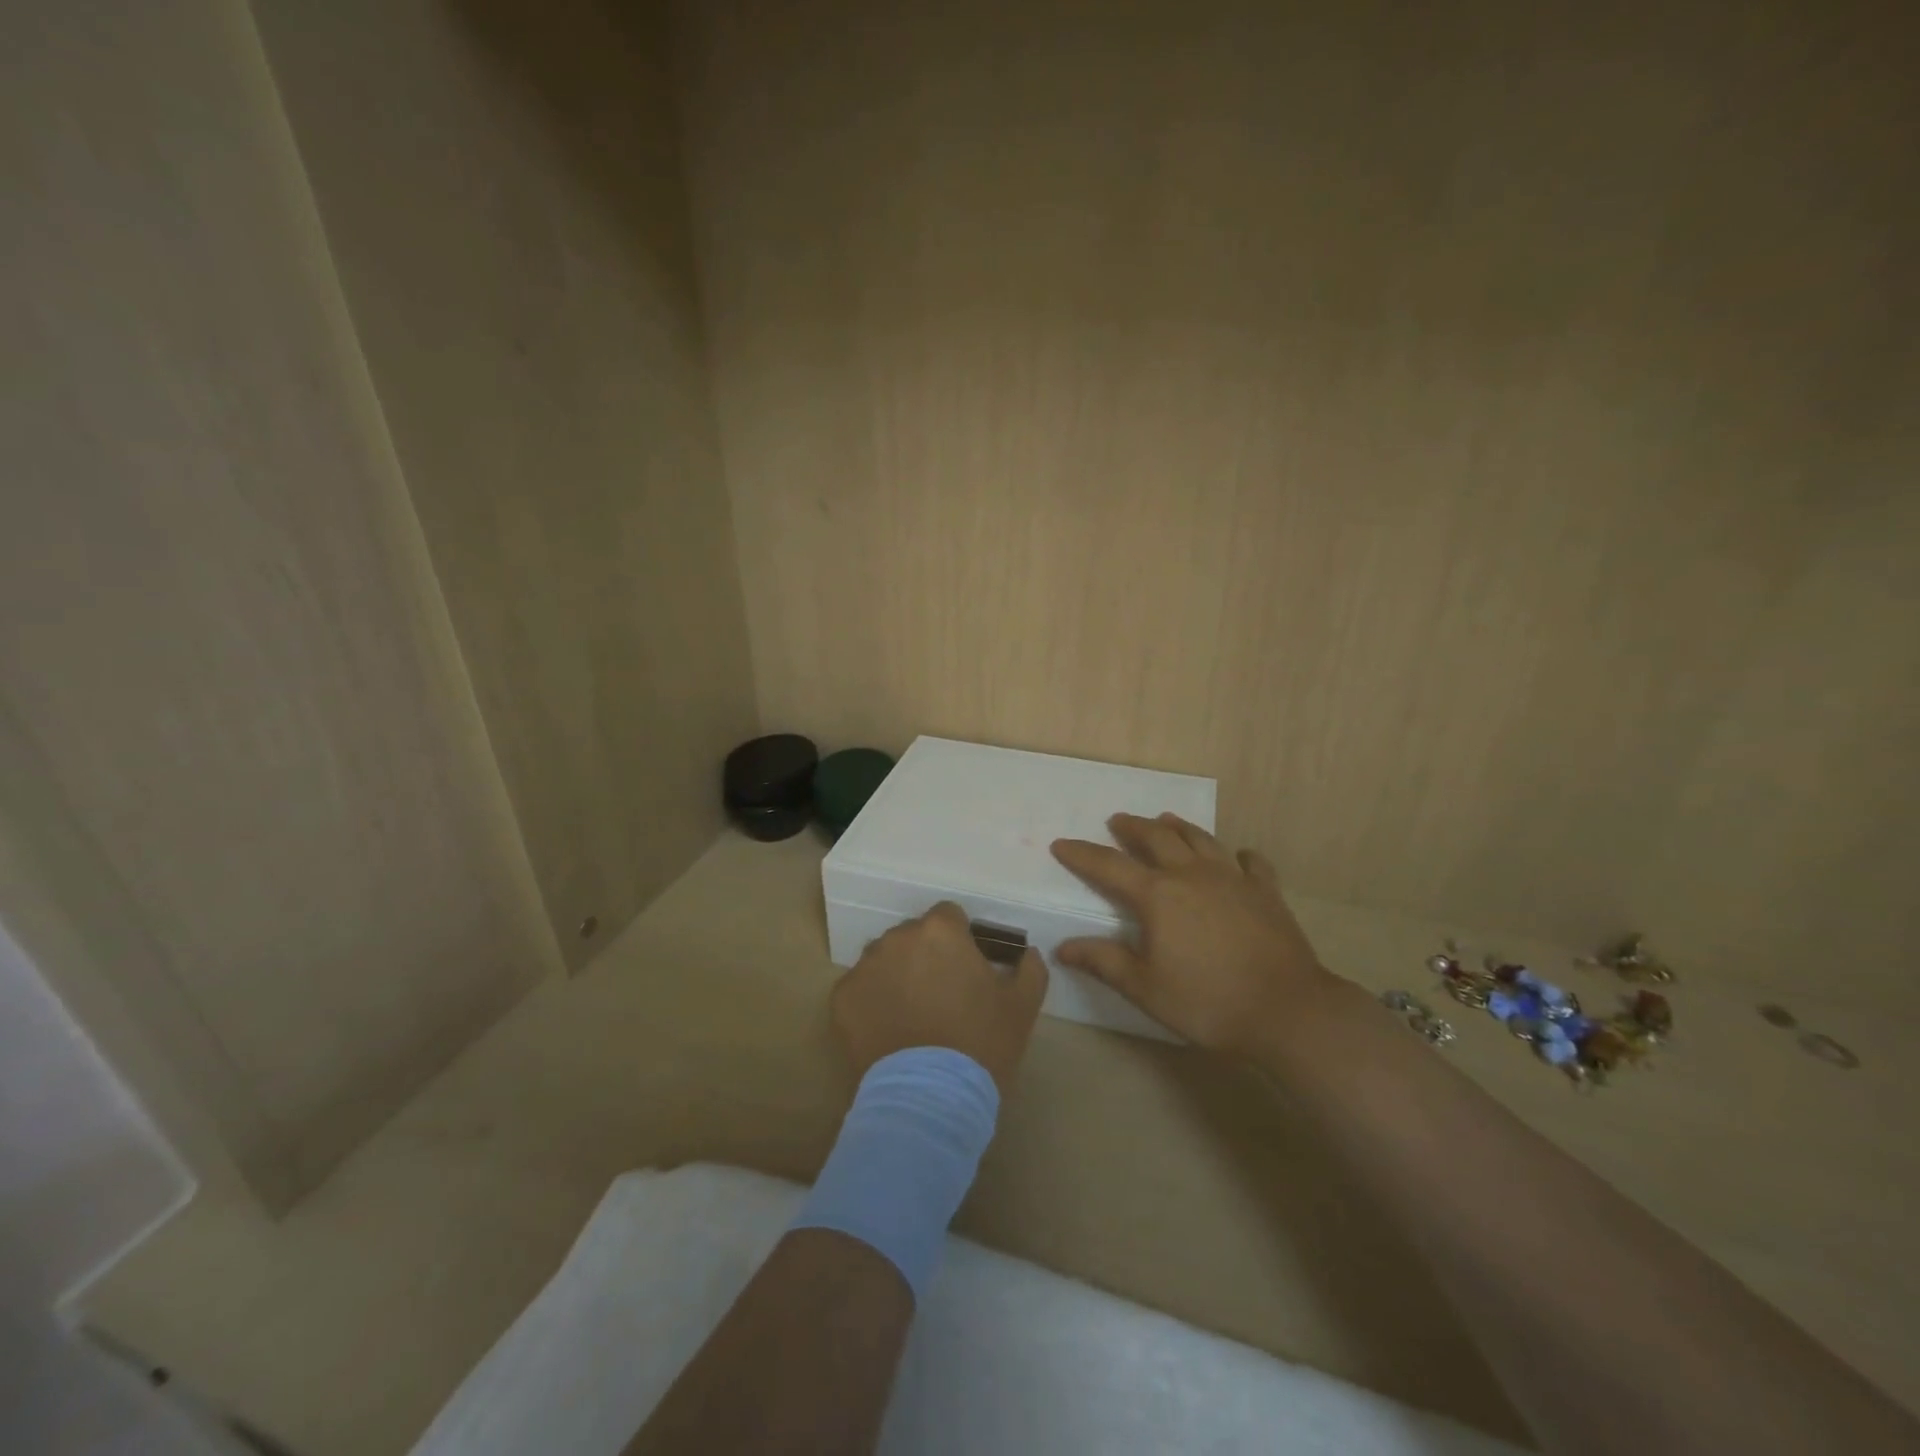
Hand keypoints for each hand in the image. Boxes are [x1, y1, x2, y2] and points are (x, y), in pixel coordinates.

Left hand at [832, 902, 1047, 1094]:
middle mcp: (898, 938)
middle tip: (940, 994)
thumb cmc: (981, 1044)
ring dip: (897, 975)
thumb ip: (1029, 969)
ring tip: (912, 1015)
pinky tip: (889, 1031)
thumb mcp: (1022, 1006)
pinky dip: (872, 1002)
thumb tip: (1028, 953)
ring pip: (884, 960)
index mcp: (941, 931)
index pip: (949, 916)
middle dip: (926, 956)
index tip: (965, 968)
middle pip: (913, 936)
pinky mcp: (842, 997)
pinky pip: (860, 988)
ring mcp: (866, 966)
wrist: (930, 1097)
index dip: (959, 939)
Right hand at [1050, 813, 1331, 1054]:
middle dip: (1133, 827)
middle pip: (1157, 837)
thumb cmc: (1207, 1002)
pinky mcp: (1266, 892)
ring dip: (1179, 827)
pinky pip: (1251, 862)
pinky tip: (1238, 857)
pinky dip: (1239, 855)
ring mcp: (1233, 879)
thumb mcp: (1145, 988)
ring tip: (1166, 820)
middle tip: (1118, 821)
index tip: (1061, 843)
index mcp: (1157, 895)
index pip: (1109, 866)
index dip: (1082, 854)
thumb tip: (1063, 948)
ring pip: (1201, 839)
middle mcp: (1192, 875)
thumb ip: (1104, 962)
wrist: (1287, 1010)